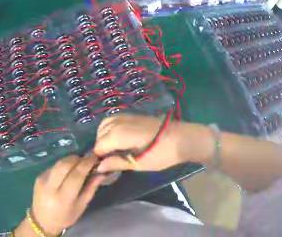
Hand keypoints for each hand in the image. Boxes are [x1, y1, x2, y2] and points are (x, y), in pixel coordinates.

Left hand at [15, 155, 104, 235]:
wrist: (42, 221)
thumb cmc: (65, 218)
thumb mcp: (81, 207)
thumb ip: (90, 189)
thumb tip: (101, 174)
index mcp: (63, 197)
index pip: (76, 175)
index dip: (87, 163)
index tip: (96, 157)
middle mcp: (51, 186)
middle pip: (65, 164)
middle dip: (78, 158)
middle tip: (87, 160)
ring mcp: (42, 179)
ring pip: (59, 163)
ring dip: (70, 160)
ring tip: (79, 164)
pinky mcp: (38, 176)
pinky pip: (53, 166)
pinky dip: (63, 165)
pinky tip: (67, 171)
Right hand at [94, 114, 213, 171]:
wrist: (182, 138)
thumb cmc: (162, 154)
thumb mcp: (138, 163)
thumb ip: (117, 163)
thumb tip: (99, 167)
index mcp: (118, 134)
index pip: (99, 146)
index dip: (100, 157)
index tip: (105, 166)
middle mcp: (119, 122)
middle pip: (100, 133)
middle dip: (101, 146)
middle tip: (111, 159)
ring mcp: (126, 116)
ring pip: (105, 124)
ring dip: (104, 135)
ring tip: (114, 149)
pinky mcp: (134, 115)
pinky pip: (114, 119)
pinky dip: (111, 128)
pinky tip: (120, 139)